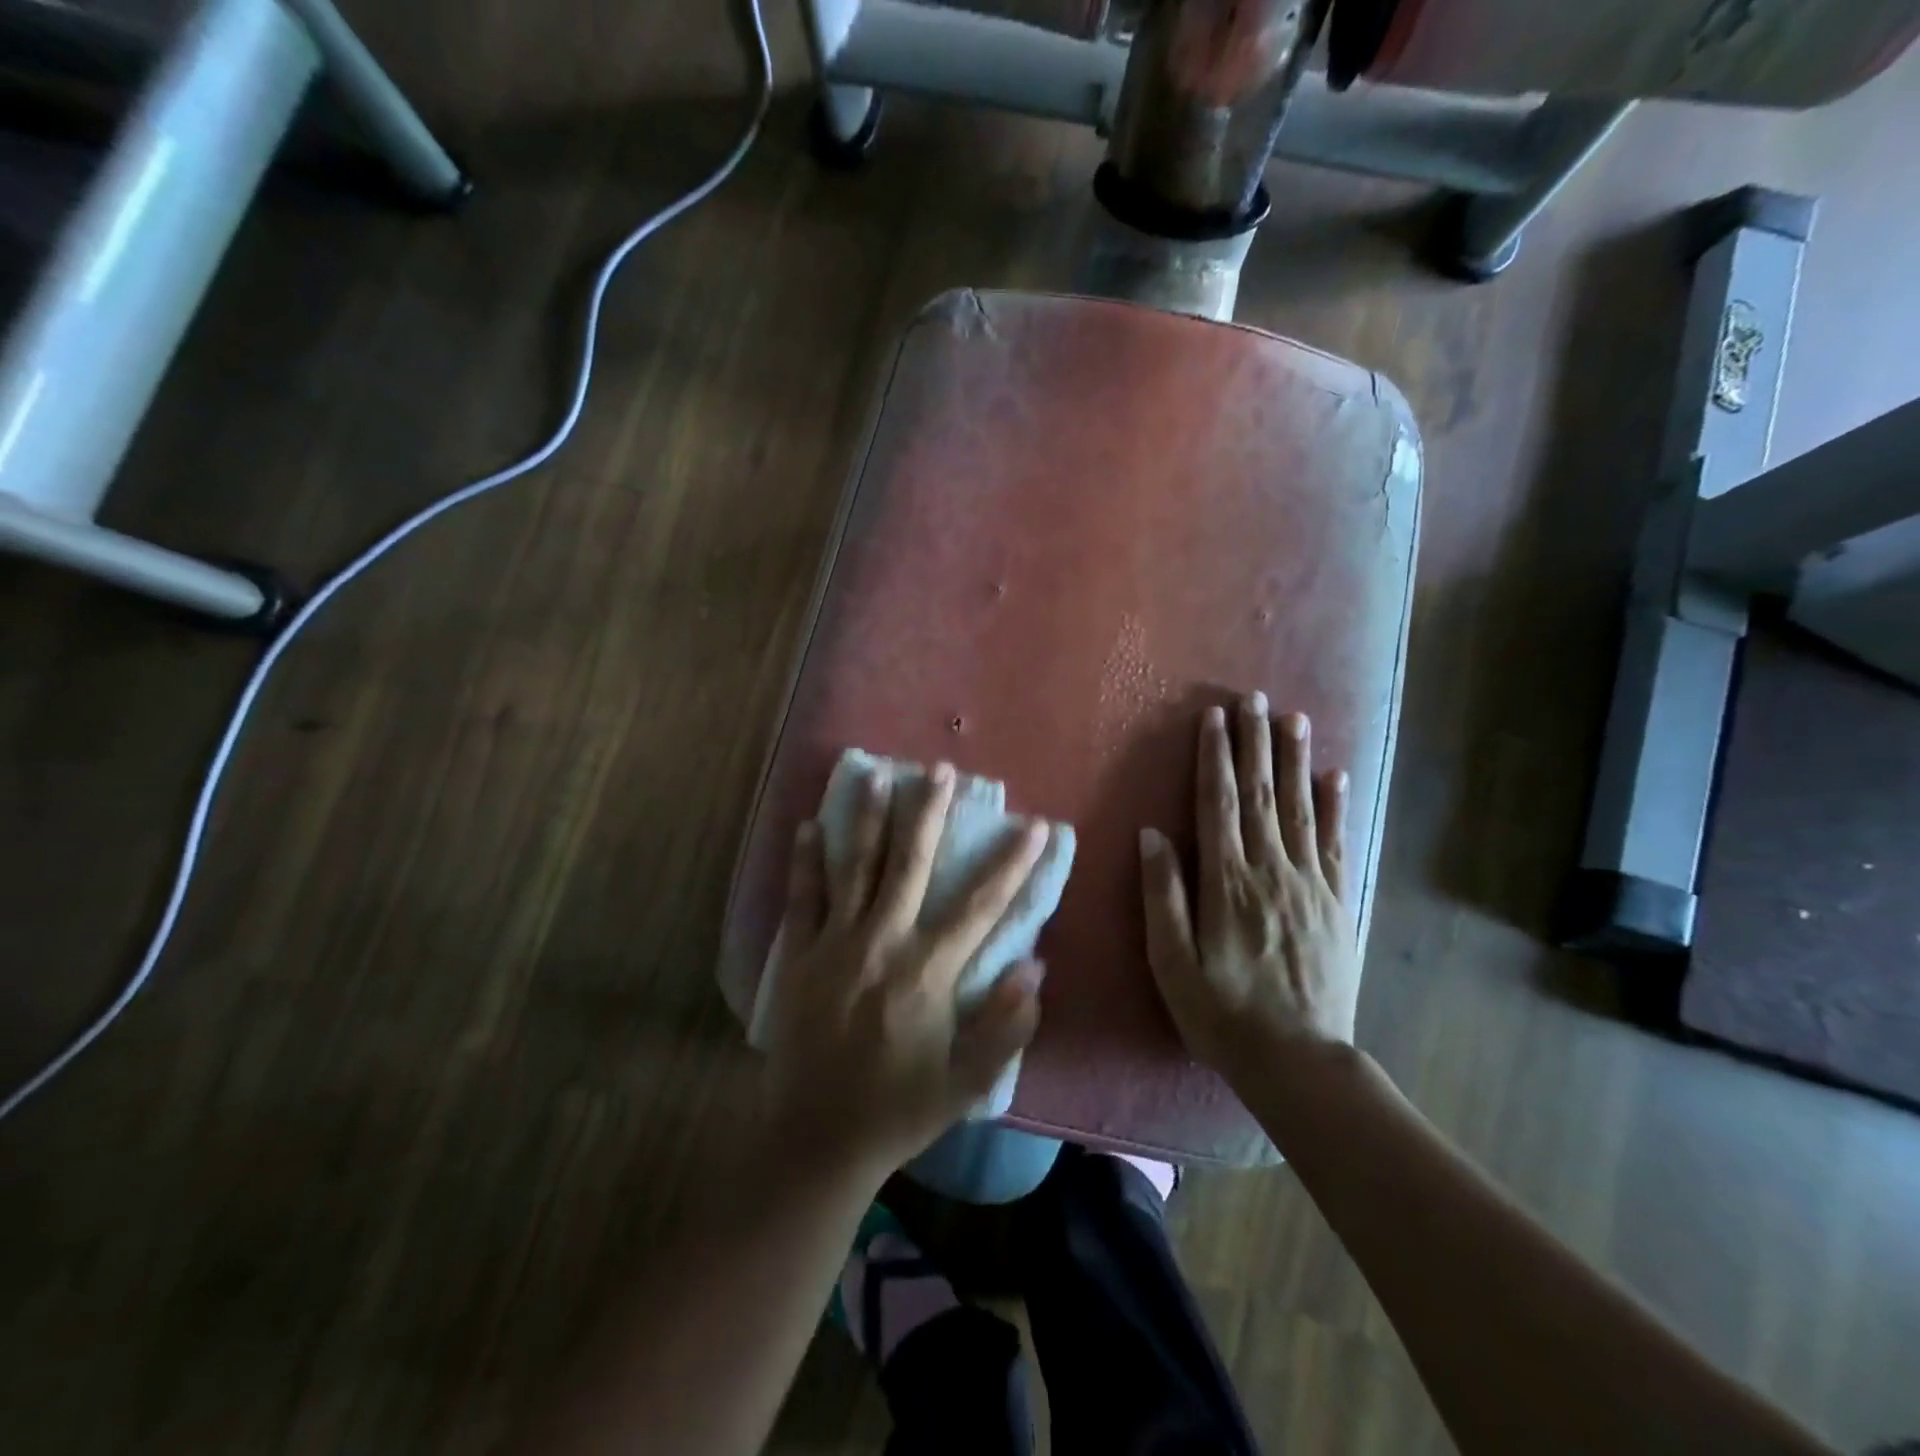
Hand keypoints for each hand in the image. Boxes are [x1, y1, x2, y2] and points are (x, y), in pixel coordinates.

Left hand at [761, 762, 1048, 1181]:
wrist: (814, 1141)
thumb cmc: (898, 1110)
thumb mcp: (966, 1083)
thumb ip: (1006, 1026)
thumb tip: (1035, 966)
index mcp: (925, 973)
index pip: (980, 907)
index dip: (1012, 865)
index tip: (1035, 826)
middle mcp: (880, 944)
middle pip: (908, 866)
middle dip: (928, 814)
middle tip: (941, 770)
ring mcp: (833, 945)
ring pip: (854, 868)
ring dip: (868, 819)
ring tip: (877, 774)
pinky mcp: (797, 956)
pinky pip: (802, 898)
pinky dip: (805, 860)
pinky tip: (809, 825)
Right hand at [1138, 696, 1358, 1088]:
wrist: (1298, 1061)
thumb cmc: (1221, 1012)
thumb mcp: (1171, 962)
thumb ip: (1163, 894)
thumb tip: (1152, 834)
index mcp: (1226, 882)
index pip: (1218, 804)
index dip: (1214, 757)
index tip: (1213, 717)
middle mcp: (1270, 870)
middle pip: (1261, 794)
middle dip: (1254, 742)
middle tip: (1253, 698)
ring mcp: (1310, 884)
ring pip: (1300, 808)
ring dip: (1294, 760)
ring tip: (1292, 718)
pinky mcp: (1337, 902)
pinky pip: (1336, 843)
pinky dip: (1335, 806)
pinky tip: (1334, 776)